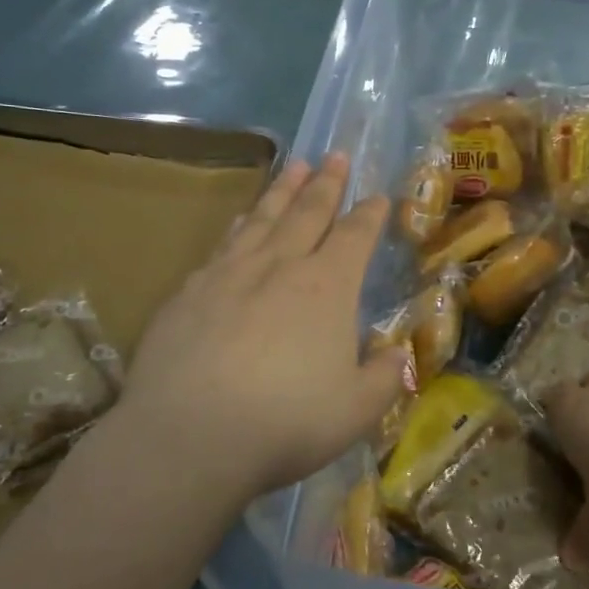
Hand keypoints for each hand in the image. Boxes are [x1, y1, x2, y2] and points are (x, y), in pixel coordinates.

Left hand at [113, 155, 406, 502]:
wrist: (190, 434)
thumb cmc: (285, 422)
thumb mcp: (355, 412)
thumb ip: (383, 379)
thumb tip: (398, 356)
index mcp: (326, 288)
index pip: (355, 237)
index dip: (370, 214)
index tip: (378, 195)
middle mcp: (280, 266)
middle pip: (308, 212)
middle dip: (326, 183)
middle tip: (336, 155)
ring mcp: (230, 273)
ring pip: (263, 218)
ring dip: (282, 190)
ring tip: (294, 165)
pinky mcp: (189, 291)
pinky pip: (223, 244)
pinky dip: (238, 224)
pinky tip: (239, 219)